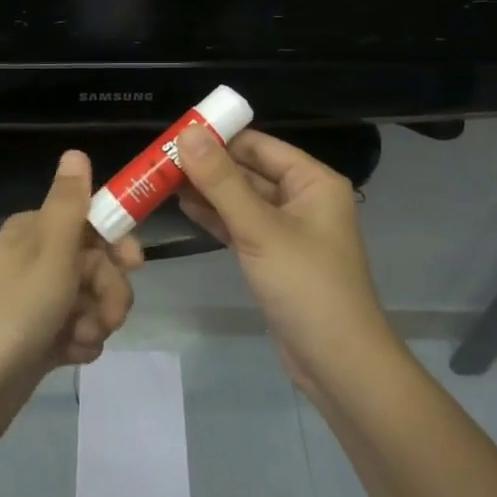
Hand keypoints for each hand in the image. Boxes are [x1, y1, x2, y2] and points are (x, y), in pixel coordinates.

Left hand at [0, 150, 141, 433]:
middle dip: (110, 289)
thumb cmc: (14, 312)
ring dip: (98, 319)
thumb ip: (69, 203)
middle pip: (96, 263)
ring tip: (82, 339)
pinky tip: (72, 356)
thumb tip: (75, 151)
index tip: (135, 264)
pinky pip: (76, 329)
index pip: (90, 221)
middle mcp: (36, 259)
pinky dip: (80, 341)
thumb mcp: (49, 251)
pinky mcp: (38, 337)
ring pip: (91, 299)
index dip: (117, 241)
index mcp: (35, 232)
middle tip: (111, 316)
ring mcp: (37, 301)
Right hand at [175, 127, 391, 392]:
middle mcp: (303, 198)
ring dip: (207, 191)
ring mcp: (289, 230)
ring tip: (161, 180)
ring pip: (242, 199)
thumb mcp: (260, 229)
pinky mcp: (275, 257)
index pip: (259, 145)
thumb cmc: (305, 285)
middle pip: (249, 170)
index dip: (218, 137)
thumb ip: (221, 181)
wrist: (338, 363)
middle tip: (159, 159)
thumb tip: (186, 133)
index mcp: (313, 181)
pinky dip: (215, 217)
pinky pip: (241, 226)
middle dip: (207, 165)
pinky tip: (184, 207)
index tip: (174, 134)